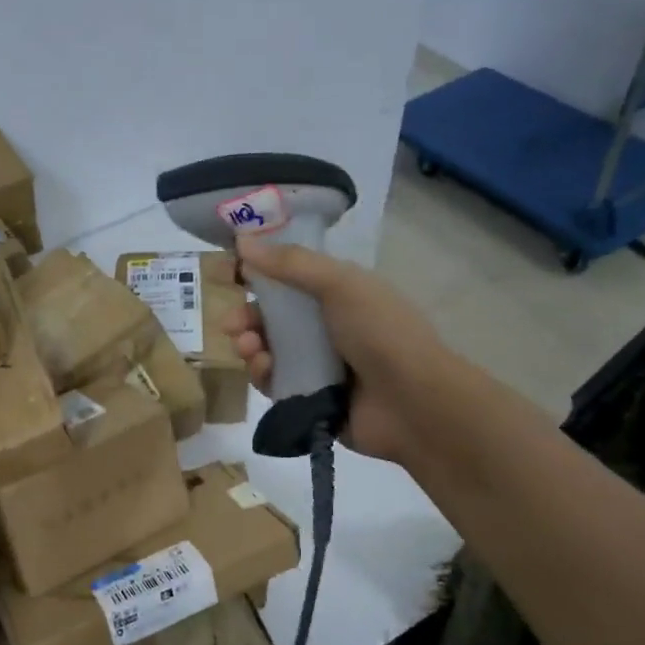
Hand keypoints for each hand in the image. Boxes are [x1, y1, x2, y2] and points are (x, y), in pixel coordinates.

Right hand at [223, 237, 439, 464]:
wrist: (414, 403)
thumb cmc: (380, 332)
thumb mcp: (339, 285)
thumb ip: (290, 264)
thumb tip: (243, 241)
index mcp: (340, 295)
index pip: (291, 280)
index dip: (260, 277)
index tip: (232, 277)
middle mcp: (328, 328)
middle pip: (274, 319)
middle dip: (247, 318)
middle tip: (230, 324)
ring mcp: (319, 366)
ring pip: (270, 351)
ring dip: (251, 346)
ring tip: (248, 348)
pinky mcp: (310, 399)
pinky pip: (275, 384)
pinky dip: (263, 375)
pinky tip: (262, 371)